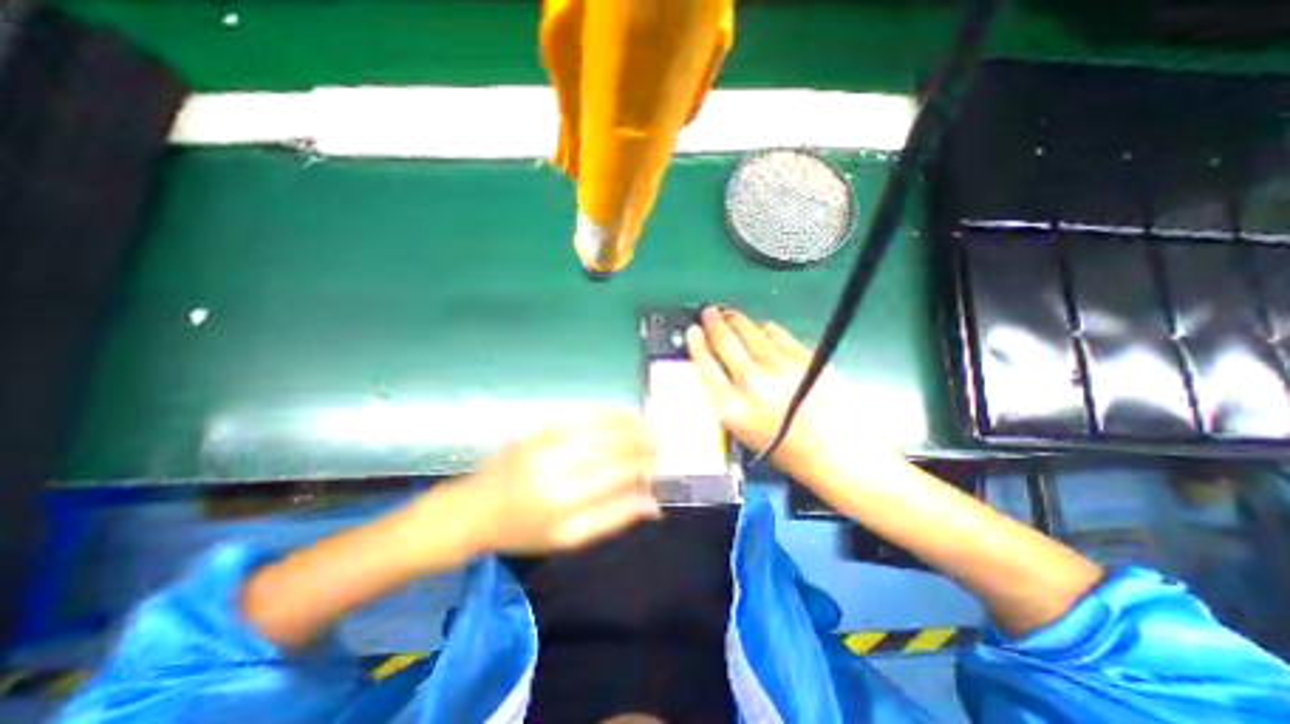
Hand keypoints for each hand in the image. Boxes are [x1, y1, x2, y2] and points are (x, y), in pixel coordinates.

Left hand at [454, 410, 659, 556]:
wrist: (474, 508)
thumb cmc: (522, 531)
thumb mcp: (568, 539)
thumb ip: (613, 519)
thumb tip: (652, 505)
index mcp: (564, 500)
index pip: (620, 476)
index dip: (643, 470)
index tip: (656, 469)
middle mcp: (558, 465)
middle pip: (613, 448)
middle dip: (641, 445)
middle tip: (657, 447)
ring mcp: (548, 442)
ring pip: (601, 426)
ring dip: (630, 424)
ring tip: (648, 427)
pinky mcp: (541, 428)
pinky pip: (582, 414)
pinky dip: (607, 412)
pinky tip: (622, 414)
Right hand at [689, 306, 858, 480]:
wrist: (832, 450)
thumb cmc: (783, 446)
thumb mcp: (741, 429)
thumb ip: (725, 396)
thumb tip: (718, 366)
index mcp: (731, 406)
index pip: (705, 364)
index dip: (696, 343)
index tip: (694, 330)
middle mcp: (751, 382)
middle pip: (725, 341)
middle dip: (714, 322)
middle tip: (709, 312)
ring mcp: (779, 366)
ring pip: (750, 331)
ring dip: (737, 319)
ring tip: (731, 315)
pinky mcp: (803, 357)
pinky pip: (777, 332)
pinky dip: (765, 328)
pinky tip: (761, 328)